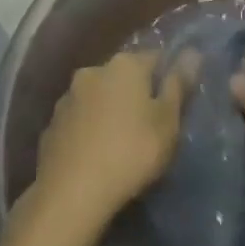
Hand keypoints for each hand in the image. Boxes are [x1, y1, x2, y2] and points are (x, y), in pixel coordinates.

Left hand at [30, 50, 189, 224]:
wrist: (72, 193)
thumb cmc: (132, 152)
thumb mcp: (167, 122)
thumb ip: (178, 85)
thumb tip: (192, 52)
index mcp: (124, 64)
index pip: (156, 58)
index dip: (169, 78)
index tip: (176, 104)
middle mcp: (93, 70)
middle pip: (124, 76)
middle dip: (137, 94)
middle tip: (151, 126)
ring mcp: (68, 97)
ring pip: (99, 97)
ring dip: (110, 111)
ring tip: (122, 143)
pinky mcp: (52, 124)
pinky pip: (80, 120)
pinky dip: (90, 130)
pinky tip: (97, 155)